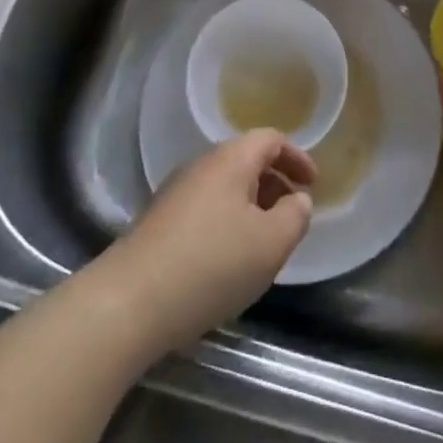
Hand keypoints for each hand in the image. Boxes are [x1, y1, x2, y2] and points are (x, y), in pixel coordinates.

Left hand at [97, 130, 314, 352]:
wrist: (129, 302)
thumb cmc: (211, 264)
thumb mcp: (270, 243)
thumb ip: (294, 216)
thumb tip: (297, 199)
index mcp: (231, 159)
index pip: (270, 139)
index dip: (296, 157)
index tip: (313, 184)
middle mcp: (201, 166)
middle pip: (246, 161)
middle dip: (274, 183)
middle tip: (292, 215)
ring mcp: (175, 194)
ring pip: (224, 188)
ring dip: (250, 206)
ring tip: (264, 242)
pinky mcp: (158, 224)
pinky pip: (205, 210)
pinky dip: (227, 224)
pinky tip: (228, 261)